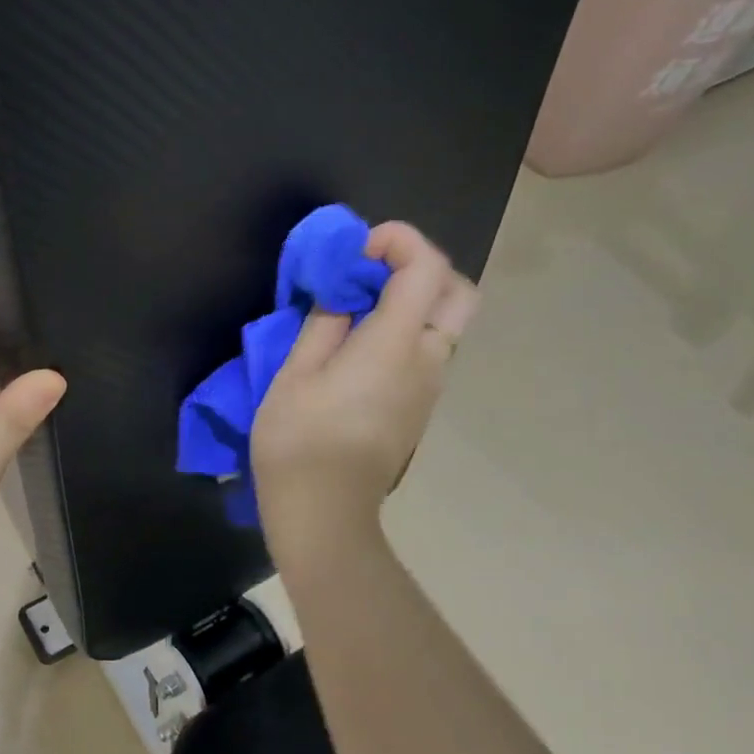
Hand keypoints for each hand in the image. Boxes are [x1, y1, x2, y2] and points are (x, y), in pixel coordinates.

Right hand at [251, 222, 478, 563]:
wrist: (324, 513)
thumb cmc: (299, 441)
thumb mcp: (296, 374)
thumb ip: (325, 322)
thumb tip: (343, 292)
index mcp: (394, 345)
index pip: (426, 267)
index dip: (399, 241)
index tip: (357, 249)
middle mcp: (427, 360)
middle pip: (458, 292)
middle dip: (422, 267)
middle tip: (373, 274)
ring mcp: (430, 388)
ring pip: (445, 324)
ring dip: (413, 301)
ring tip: (358, 310)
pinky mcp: (420, 408)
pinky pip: (429, 352)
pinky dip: (407, 331)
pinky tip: (362, 348)